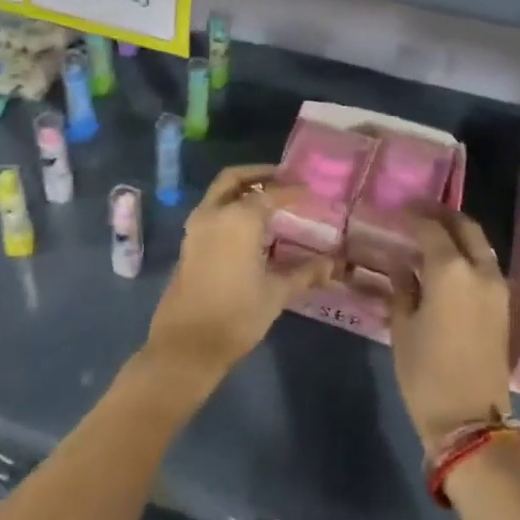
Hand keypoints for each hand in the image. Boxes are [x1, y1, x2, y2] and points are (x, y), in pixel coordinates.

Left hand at [142, 165, 332, 393]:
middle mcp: (214, 213)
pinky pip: (212, 210)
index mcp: (238, 218)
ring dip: (243, 189)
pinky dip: (231, 206)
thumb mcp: (276, 293)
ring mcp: (197, 227)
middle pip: (235, 179)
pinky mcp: (189, 242)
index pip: (270, 193)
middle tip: (284, 179)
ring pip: (220, 193)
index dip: (292, 190)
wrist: (187, 344)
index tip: (311, 190)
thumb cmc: (237, 315)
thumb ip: (305, 273)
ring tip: (270, 200)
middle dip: (259, 175)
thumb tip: (332, 265)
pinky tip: (251, 226)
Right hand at [390, 211, 514, 454]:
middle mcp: (480, 270)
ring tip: (432, 236)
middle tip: (418, 212)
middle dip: (442, 215)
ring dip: (458, 234)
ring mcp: (498, 288)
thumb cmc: (425, 372)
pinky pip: (485, 266)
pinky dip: (468, 254)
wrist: (470, 420)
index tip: (397, 210)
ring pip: (480, 245)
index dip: (413, 216)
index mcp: (451, 270)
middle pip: (465, 227)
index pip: (430, 228)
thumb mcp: (402, 326)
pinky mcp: (504, 306)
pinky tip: (447, 264)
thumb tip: (402, 265)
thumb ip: (403, 287)